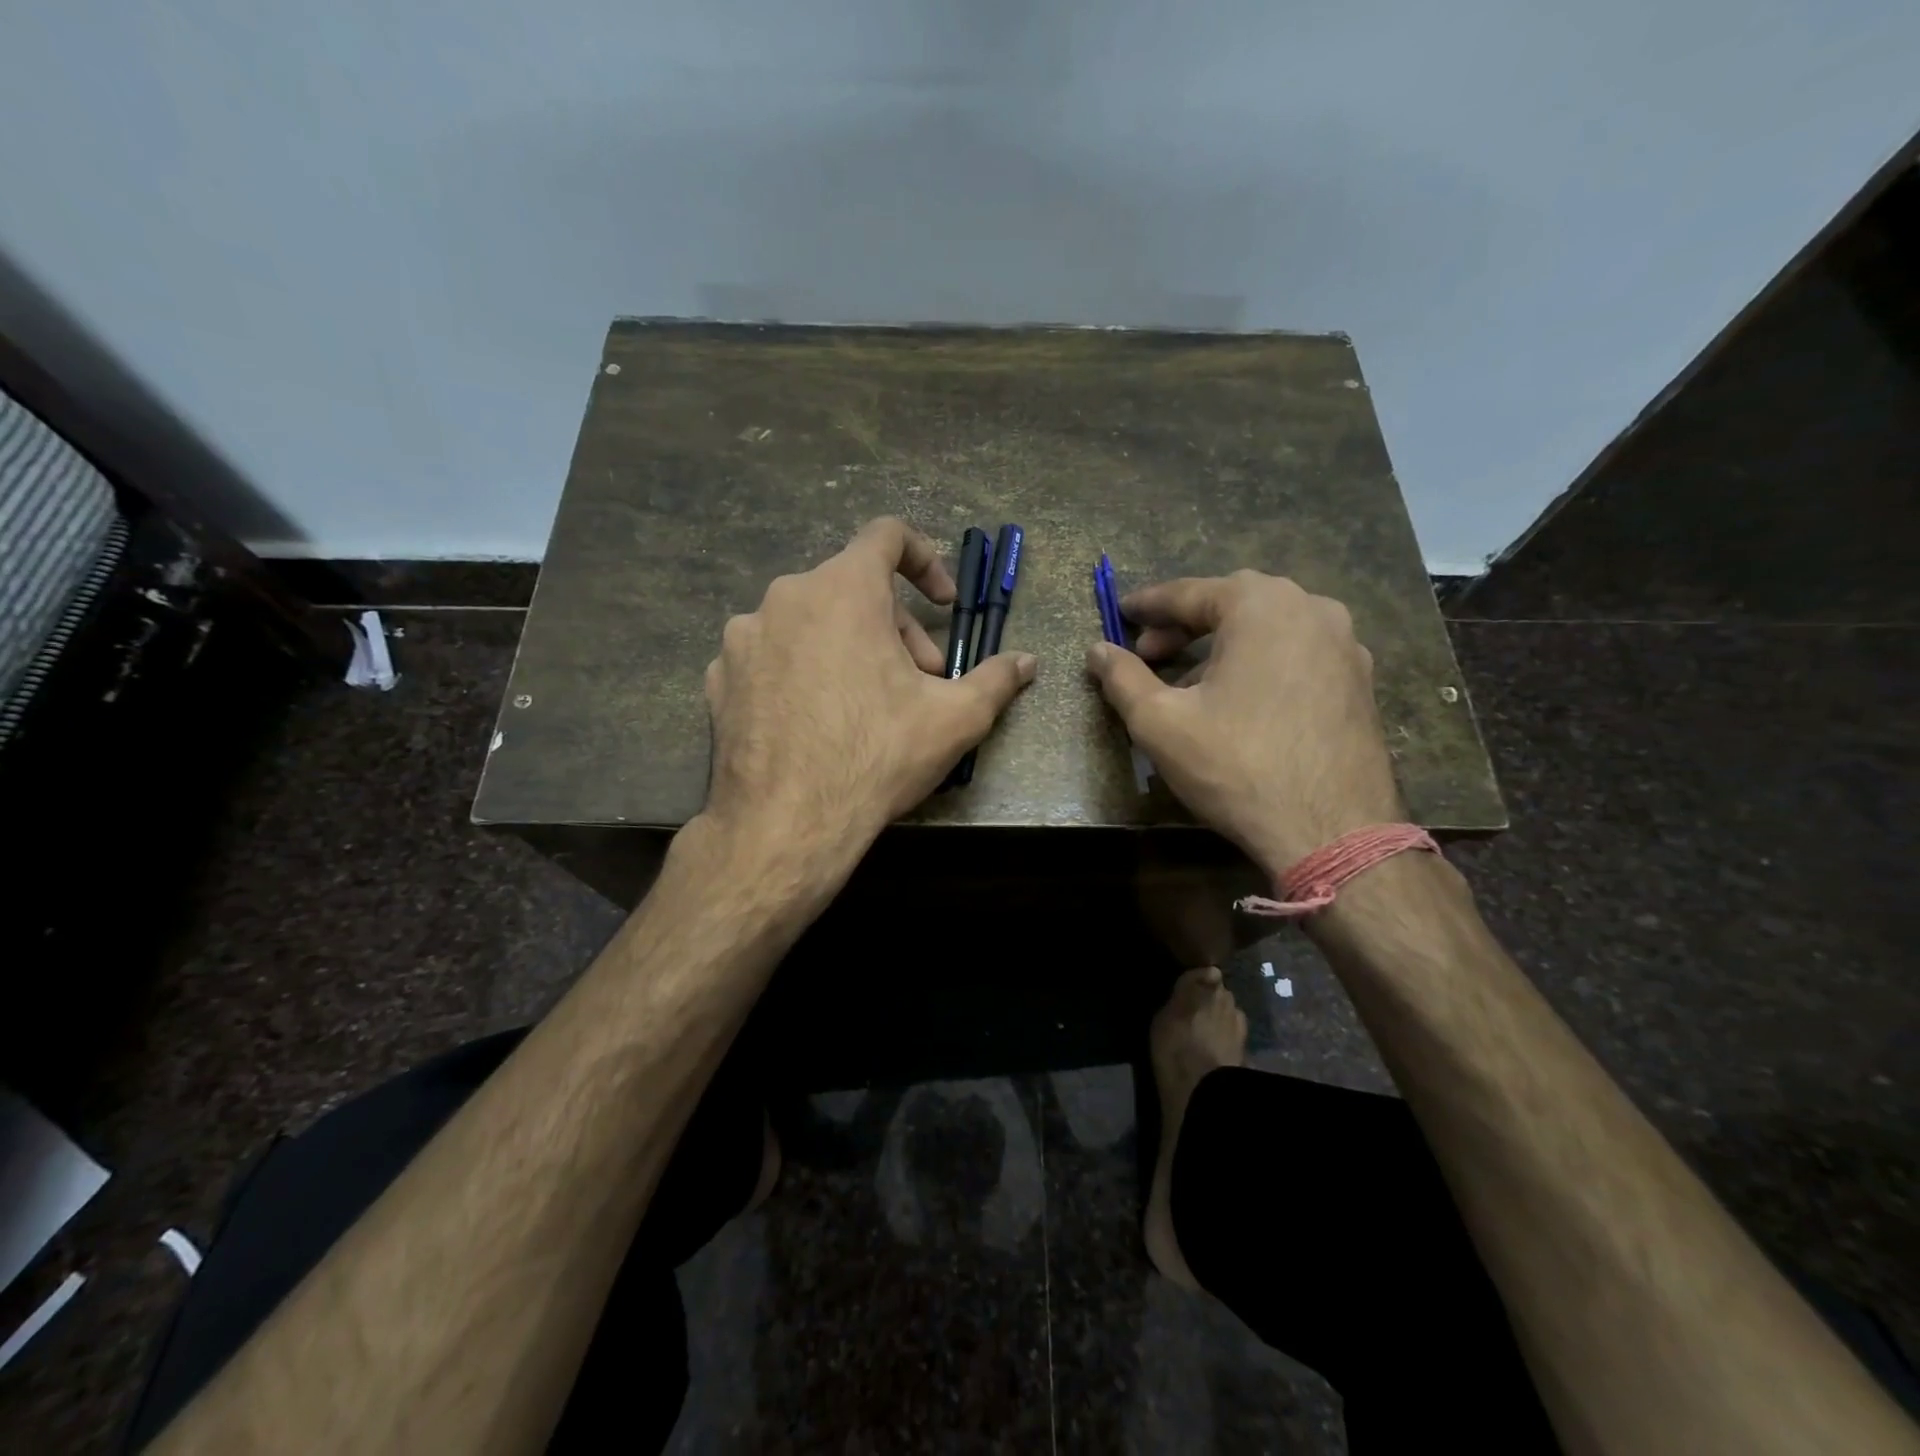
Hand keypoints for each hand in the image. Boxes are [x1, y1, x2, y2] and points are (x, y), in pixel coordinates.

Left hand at [702, 517, 1036, 873]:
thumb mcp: (955, 719)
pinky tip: (817, 723)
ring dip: (849, 649)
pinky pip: (773, 656)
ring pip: (811, 623)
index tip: (943, 603)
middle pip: (853, 589)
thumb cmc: (876, 757)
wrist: (784, 824)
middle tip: (918, 682)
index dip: (926, 559)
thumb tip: (1027, 662)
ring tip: (867, 706)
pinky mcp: (719, 677)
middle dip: (895, 628)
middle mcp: (785, 597)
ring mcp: (744, 637)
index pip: (887, 535)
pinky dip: (802, 672)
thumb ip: (995, 679)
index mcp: (843, 589)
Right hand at [1085, 571, 1401, 875]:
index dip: (1148, 605)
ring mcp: (1345, 644)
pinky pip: (1296, 654)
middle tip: (1148, 654)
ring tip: (1189, 681)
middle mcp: (1311, 609)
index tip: (1120, 614)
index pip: (1189, 592)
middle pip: (1232, 604)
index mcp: (1262, 605)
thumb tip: (1096, 650)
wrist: (1331, 831)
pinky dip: (1259, 662)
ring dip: (1222, 644)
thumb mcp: (1160, 722)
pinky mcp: (1360, 681)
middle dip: (1184, 624)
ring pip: (1267, 628)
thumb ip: (1122, 678)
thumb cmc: (1236, 766)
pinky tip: (1239, 700)